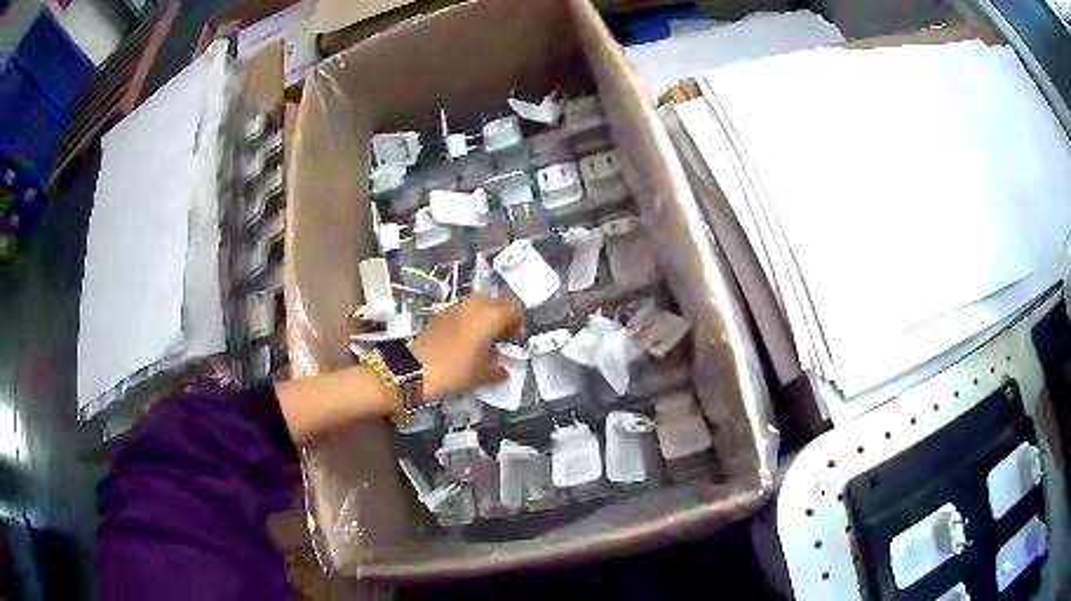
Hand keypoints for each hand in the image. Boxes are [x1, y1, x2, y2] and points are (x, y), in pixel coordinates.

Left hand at [411, 295, 524, 401]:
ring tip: (483, 341)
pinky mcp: (442, 313)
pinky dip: (470, 320)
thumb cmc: (455, 369)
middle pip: (497, 302)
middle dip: (502, 317)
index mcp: (491, 315)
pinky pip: (464, 311)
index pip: (515, 307)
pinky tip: (466, 341)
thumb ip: (497, 369)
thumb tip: (505, 370)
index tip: (514, 340)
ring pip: (479, 304)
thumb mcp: (481, 373)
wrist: (415, 368)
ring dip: (485, 318)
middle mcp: (475, 305)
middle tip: (500, 339)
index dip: (518, 322)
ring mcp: (457, 307)